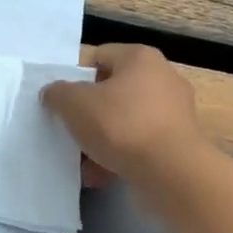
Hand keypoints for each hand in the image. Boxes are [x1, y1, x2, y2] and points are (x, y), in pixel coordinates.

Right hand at [41, 44, 203, 185]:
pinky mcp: (179, 141)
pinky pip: (140, 143)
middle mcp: (162, 77)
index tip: (63, 102)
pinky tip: (101, 175)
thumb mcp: (75, 104)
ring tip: (83, 161)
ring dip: (102, 139)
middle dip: (90, 113)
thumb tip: (54, 93)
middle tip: (71, 130)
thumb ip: (58, 93)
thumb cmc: (121, 125)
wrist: (171, 171)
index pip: (99, 56)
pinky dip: (121, 156)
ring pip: (126, 120)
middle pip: (113, 90)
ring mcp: (174, 111)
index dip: (76, 77)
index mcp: (140, 58)